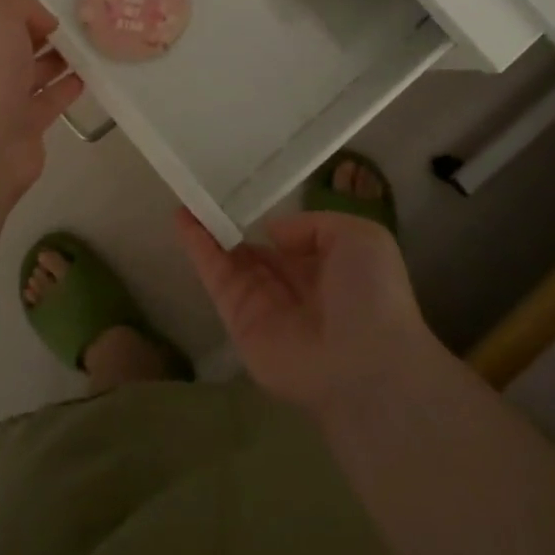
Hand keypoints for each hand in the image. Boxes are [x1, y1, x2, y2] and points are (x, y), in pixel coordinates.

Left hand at [0, 0, 83, 208]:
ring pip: (31, 70)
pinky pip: (48, 99)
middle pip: (12, 42)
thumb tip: (42, 22)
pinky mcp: (21, 127)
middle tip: (81, 21)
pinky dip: (67, 87)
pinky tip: (90, 74)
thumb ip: (19, 3)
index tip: (56, 2)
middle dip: (42, 31)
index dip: (21, 6)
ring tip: (92, 43)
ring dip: (59, 57)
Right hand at [174, 208, 441, 416]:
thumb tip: (273, 231)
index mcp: (325, 269)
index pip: (289, 242)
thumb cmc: (371, 294)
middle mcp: (292, 287)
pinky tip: (183, 219)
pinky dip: (198, 248)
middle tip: (204, 191)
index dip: (267, 220)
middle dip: (232, 225)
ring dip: (207, 230)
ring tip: (185, 197)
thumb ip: (313, 225)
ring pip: (229, 261)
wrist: (364, 362)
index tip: (244, 192)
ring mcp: (262, 305)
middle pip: (253, 251)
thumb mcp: (360, 237)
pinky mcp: (238, 321)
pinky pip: (216, 278)